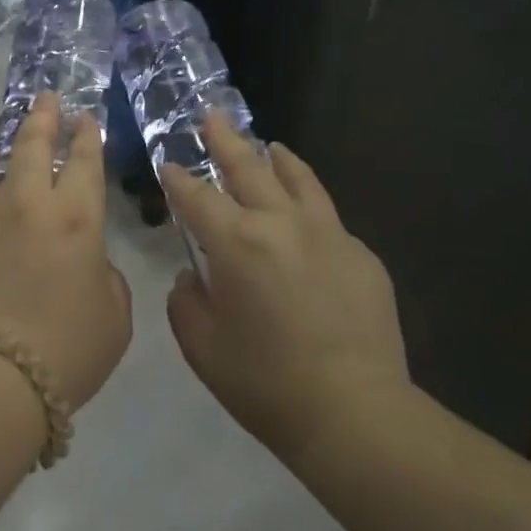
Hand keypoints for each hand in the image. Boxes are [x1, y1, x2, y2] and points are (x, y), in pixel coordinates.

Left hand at [0, 94, 131, 411]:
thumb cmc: (67, 349)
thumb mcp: (114, 314)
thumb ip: (105, 274)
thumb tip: (87, 260)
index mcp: (75, 216)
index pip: (84, 159)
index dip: (87, 134)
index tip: (85, 118)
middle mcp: (27, 201)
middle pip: (32, 143)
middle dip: (43, 115)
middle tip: (46, 97)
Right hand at [162, 116, 407, 459]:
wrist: (355, 414)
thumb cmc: (265, 382)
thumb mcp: (202, 345)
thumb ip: (186, 301)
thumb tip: (193, 279)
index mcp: (236, 241)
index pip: (197, 196)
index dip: (178, 178)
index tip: (169, 165)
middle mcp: (280, 223)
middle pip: (248, 167)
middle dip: (224, 140)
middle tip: (212, 116)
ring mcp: (327, 235)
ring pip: (298, 179)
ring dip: (276, 158)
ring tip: (269, 146)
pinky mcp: (361, 255)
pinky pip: (328, 217)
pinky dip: (309, 204)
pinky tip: (306, 216)